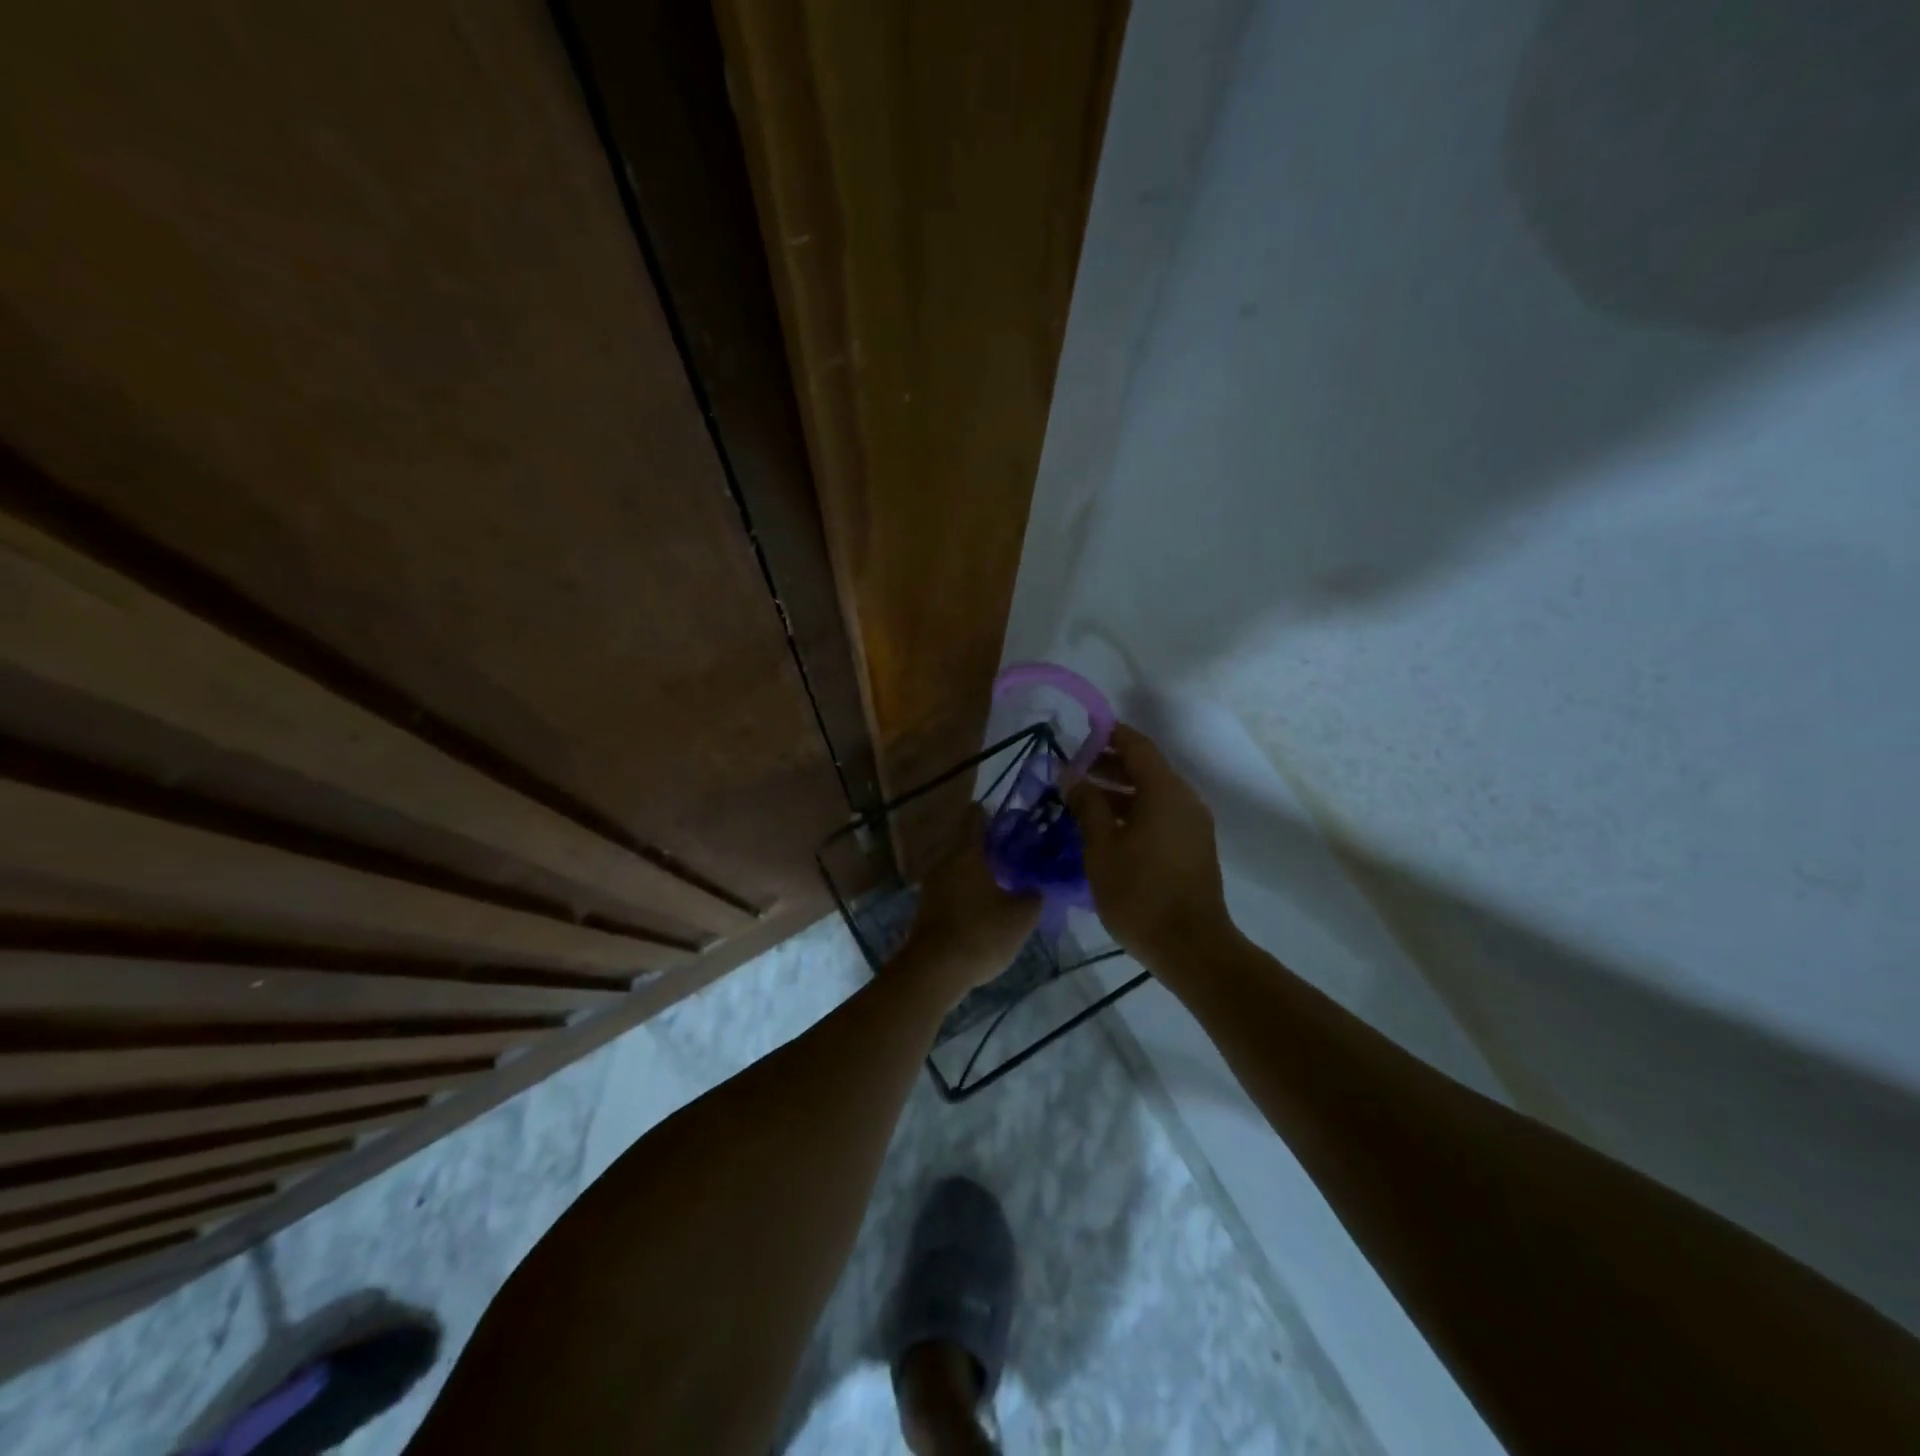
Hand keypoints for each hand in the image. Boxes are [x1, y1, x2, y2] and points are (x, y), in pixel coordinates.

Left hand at [902, 806, 1040, 1004]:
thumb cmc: (981, 933)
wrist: (935, 970)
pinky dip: (966, 888)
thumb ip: (1033, 896)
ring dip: (975, 868)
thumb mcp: (1021, 917)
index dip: (990, 813)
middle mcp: (945, 861)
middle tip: (1011, 849)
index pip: (976, 818)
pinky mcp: (927, 908)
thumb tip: (1035, 887)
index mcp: (967, 852)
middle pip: (964, 842)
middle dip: (985, 844)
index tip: (1006, 815)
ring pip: (956, 866)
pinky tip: (983, 902)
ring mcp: (932, 885)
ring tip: (1001, 876)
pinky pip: (950, 887)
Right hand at [1067, 724, 1233, 968]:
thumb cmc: (1139, 893)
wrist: (1190, 945)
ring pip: (1153, 793)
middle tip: (1072, 771)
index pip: (1137, 746)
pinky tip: (1105, 827)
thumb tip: (1071, 775)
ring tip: (1081, 800)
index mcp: (1165, 791)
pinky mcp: (1193, 845)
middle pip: (1146, 768)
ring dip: (1119, 790)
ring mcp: (1193, 823)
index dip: (1109, 735)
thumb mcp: (1102, 847)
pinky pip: (1161, 814)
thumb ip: (1086, 805)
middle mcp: (1184, 799)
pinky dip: (1134, 810)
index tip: (1080, 734)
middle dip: (1109, 765)